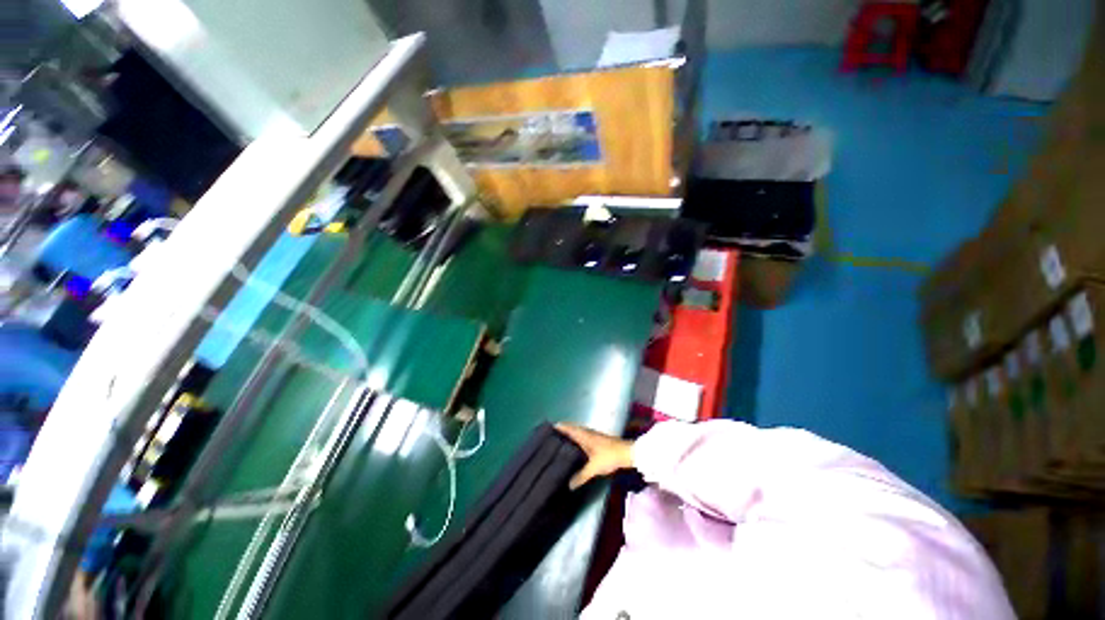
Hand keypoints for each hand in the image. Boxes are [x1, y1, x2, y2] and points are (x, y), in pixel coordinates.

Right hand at [555, 423, 634, 489]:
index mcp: (584, 434)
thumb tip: (569, 485)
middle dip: (562, 432)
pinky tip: (574, 449)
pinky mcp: (598, 440)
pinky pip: (582, 437)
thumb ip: (581, 476)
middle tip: (550, 438)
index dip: (558, 427)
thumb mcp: (594, 468)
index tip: (547, 429)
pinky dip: (576, 440)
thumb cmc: (609, 456)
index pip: (568, 427)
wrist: (627, 453)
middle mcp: (587, 432)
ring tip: (559, 444)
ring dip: (569, 436)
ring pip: (577, 433)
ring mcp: (593, 435)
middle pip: (571, 429)